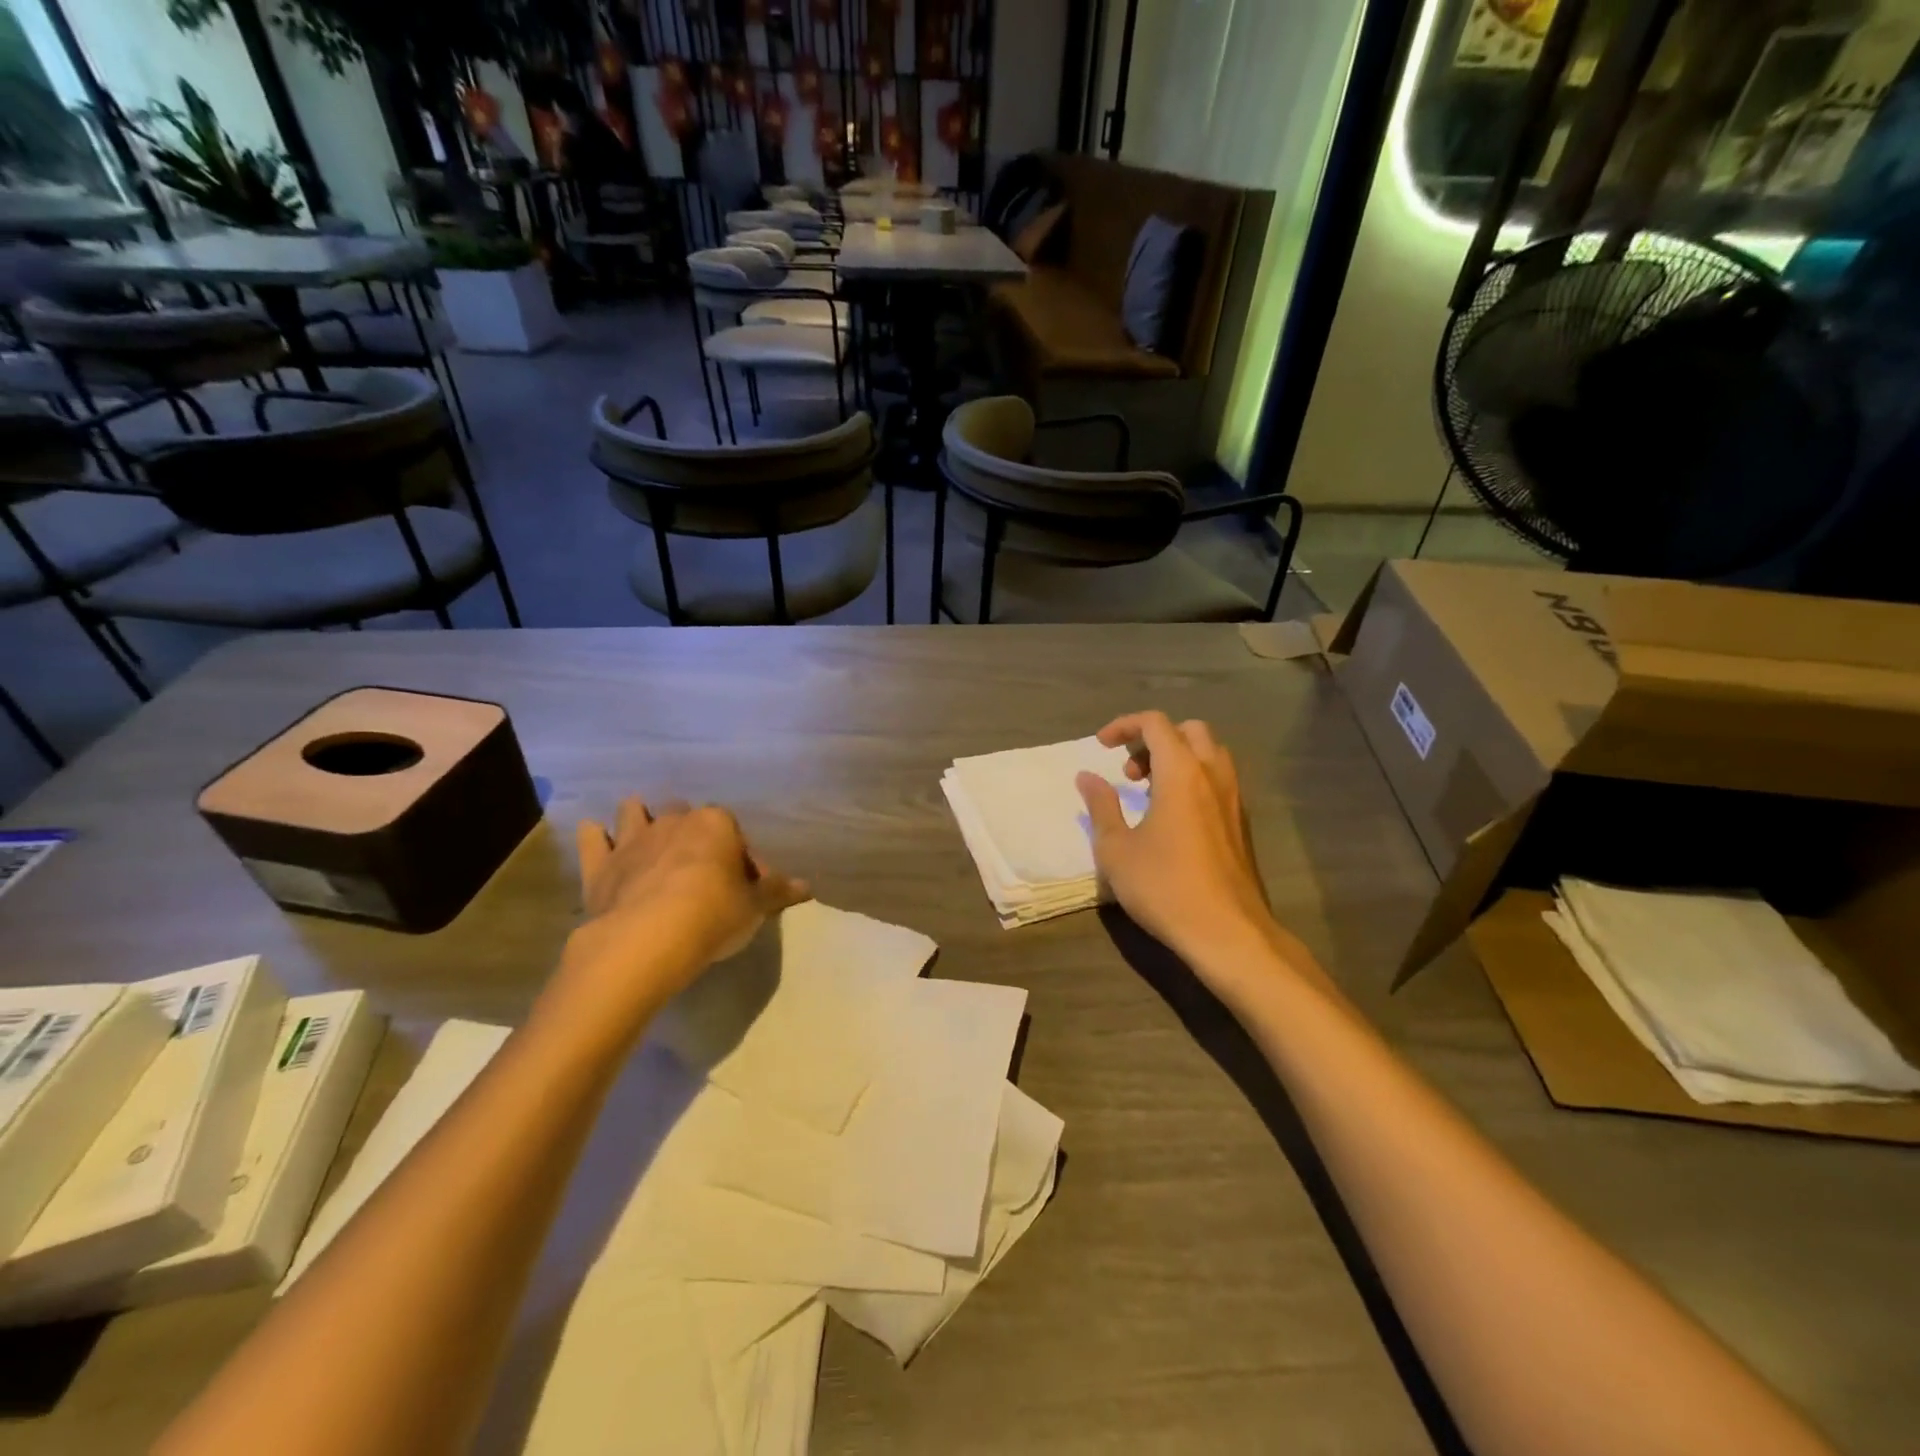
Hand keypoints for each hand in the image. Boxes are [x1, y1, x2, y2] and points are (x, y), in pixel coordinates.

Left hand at [563, 797, 809, 1016]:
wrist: (648, 939)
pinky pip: (593, 839)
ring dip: (640, 819)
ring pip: (635, 812)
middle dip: (691, 834)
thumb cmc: (713, 915)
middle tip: (699, 867)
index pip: (736, 833)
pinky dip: (596, 838)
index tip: (745, 885)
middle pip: (685, 815)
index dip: (742, 858)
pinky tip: (598, 839)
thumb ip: (777, 892)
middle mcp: (674, 821)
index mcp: (717, 824)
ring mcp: (633, 839)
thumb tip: (807, 887)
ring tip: (647, 838)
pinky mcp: (600, 864)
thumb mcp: (755, 907)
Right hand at [1076, 712, 1292, 987]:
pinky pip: (1219, 780)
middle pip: (1189, 731)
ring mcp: (1234, 799)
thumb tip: (1086, 777)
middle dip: (1154, 739)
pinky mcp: (1242, 823)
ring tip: (1149, 792)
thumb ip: (1101, 806)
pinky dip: (1194, 779)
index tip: (1102, 746)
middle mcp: (1213, 775)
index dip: (1124, 725)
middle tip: (1129, 771)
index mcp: (1181, 773)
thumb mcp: (1116, 849)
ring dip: (1177, 758)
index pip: (1155, 723)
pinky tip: (1173, 817)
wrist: (1228, 932)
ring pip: (1209, 754)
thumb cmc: (1164, 887)